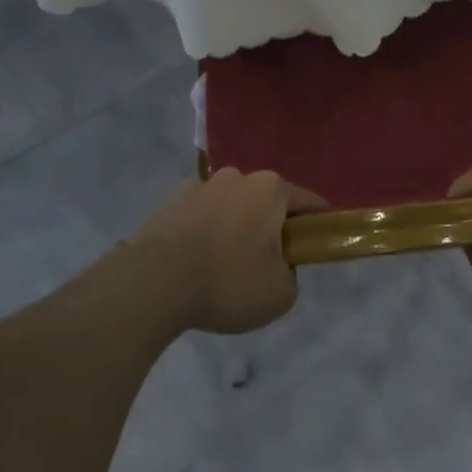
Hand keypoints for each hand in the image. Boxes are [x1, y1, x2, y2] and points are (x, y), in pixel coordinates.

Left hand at [129, 169, 324, 334]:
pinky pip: (199, 217)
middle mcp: (238, 177)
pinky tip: (195, 265)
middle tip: (266, 265)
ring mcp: (200, 186)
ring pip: (230, 207)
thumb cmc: (228, 282)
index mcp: (271, 189)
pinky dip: (203, 234)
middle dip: (270, 227)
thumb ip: (291, 276)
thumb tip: (278, 267)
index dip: (317, 224)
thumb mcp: (280, 294)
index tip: (315, 246)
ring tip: (223, 269)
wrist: (153, 283)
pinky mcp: (169, 202)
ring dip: (234, 229)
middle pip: (266, 202)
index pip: (308, 202)